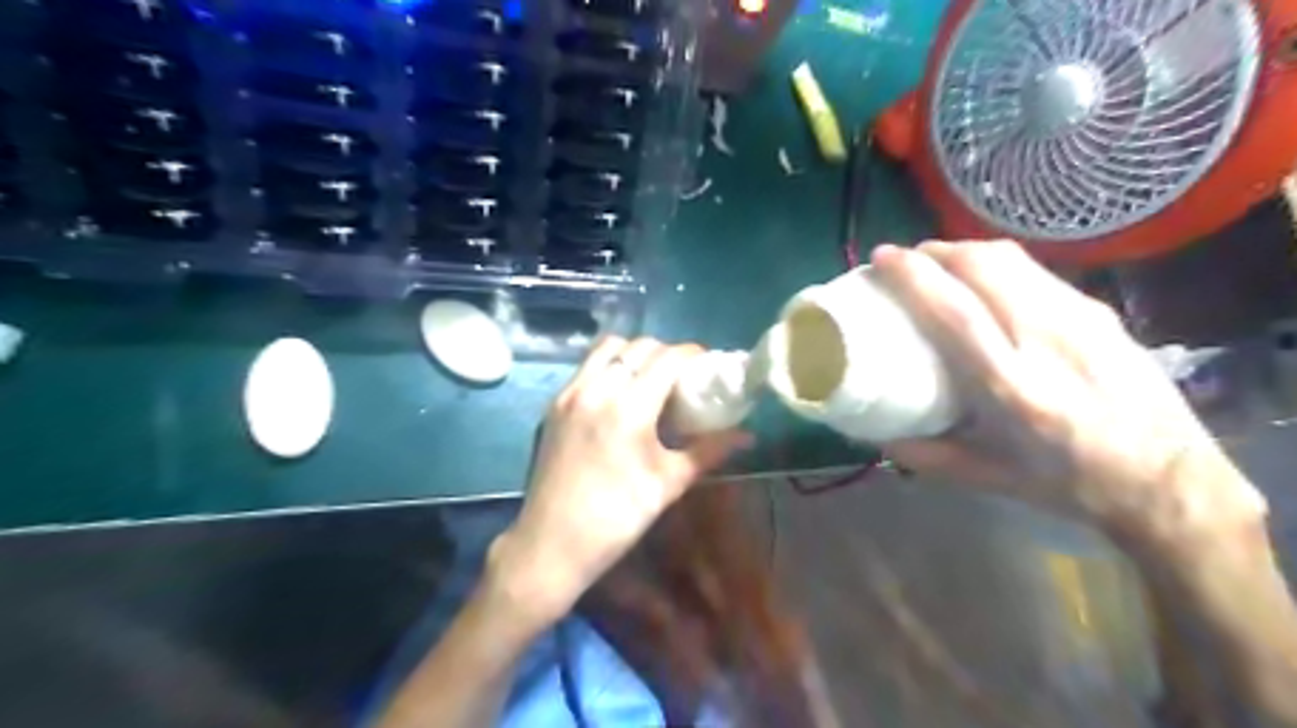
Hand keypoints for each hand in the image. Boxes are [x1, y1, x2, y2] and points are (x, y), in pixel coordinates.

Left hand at [486, 338, 751, 621]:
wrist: (552, 544)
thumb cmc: (617, 518)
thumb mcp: (668, 484)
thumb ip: (708, 451)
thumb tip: (746, 435)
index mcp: (628, 408)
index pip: (667, 358)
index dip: (692, 354)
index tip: (707, 364)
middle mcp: (596, 388)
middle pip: (638, 347)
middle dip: (666, 353)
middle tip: (682, 375)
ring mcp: (570, 393)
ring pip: (607, 349)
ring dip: (634, 353)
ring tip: (650, 378)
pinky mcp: (554, 404)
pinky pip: (586, 366)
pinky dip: (608, 365)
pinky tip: (620, 393)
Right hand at [864, 241, 1262, 542]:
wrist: (1170, 481)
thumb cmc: (1071, 483)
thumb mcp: (989, 479)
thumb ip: (926, 455)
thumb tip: (879, 434)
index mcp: (1013, 388)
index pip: (956, 312)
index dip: (914, 276)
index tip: (882, 258)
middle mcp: (1047, 341)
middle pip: (985, 267)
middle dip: (937, 250)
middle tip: (908, 259)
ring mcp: (1081, 320)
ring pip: (1013, 260)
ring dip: (967, 251)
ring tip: (941, 264)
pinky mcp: (1101, 313)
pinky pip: (1036, 273)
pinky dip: (998, 265)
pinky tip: (989, 284)